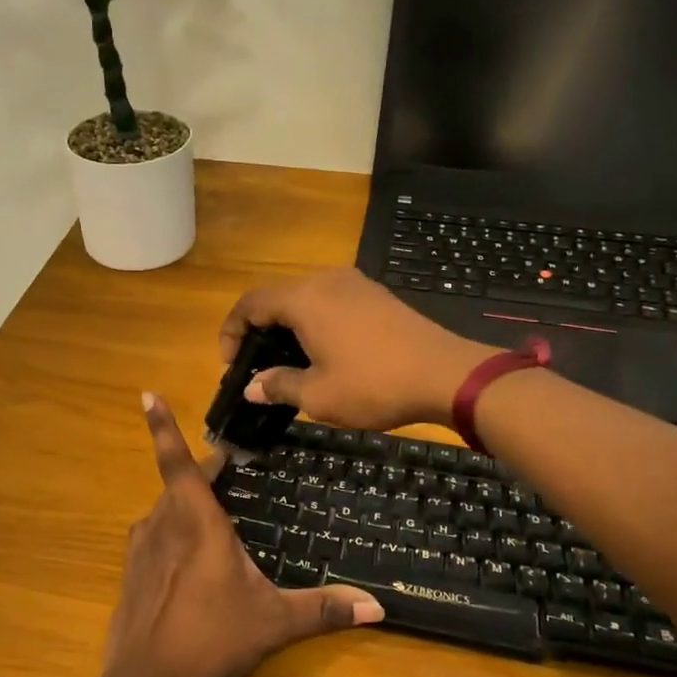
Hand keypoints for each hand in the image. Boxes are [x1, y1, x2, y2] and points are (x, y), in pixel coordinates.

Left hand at [102, 394, 383, 676]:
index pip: (179, 461)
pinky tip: (187, 566)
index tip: (147, 394)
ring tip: (214, 523)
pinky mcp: (130, 573)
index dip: (162, 426)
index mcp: (196, 521)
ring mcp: (141, 548)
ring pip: (165, 512)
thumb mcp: (274, 622)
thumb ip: (323, 609)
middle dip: (204, 475)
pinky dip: (170, 536)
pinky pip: (153, 538)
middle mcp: (163, 524)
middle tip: (229, 471)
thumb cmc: (212, 639)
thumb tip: (379, 607)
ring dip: (186, 507)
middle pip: (180, 484)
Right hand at [219, 268, 496, 430]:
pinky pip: (330, 302)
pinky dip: (315, 322)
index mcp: (304, 299)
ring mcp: (354, 284)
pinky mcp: (375, 294)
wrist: (445, 374)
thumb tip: (252, 386)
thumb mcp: (319, 395)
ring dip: (288, 327)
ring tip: (289, 364)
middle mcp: (325, 280)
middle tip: (257, 368)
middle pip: (276, 297)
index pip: (250, 304)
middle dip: (259, 331)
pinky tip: (324, 353)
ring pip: (305, 299)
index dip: (231, 331)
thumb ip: (279, 385)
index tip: (231, 365)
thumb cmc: (374, 385)